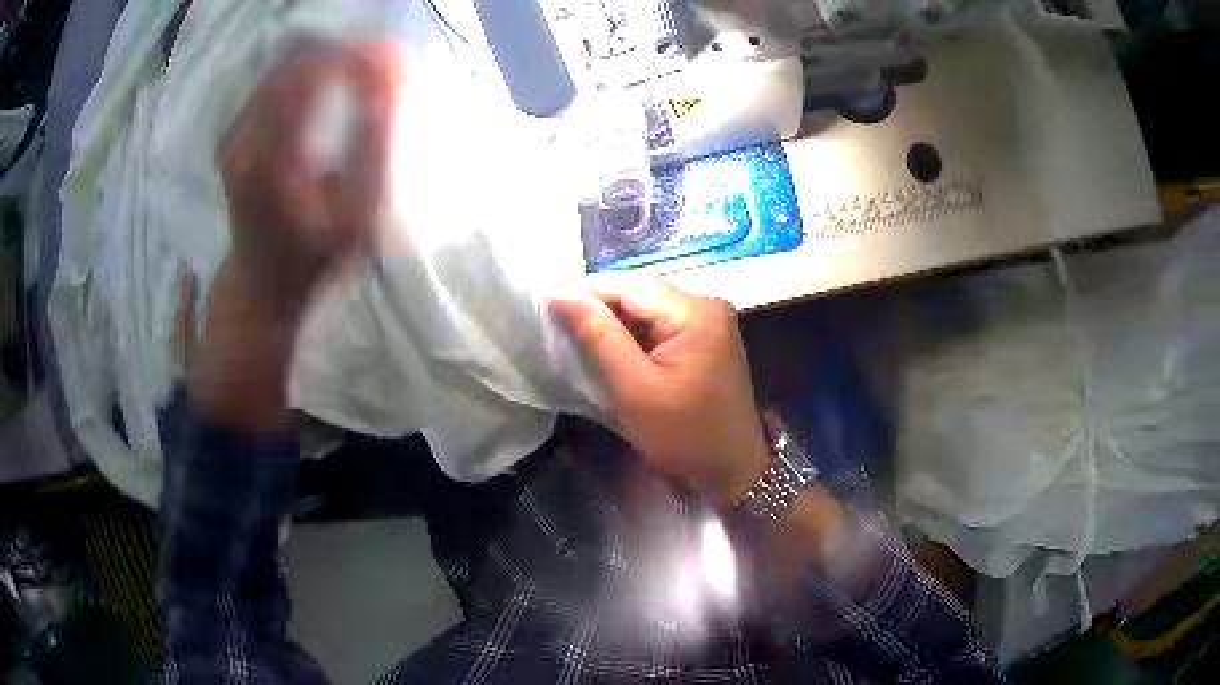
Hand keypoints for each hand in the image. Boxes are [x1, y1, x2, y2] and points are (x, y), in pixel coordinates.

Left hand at [191, 44, 394, 428]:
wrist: (260, 286)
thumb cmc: (314, 258)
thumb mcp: (357, 212)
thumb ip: (374, 137)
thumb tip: (392, 65)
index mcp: (272, 158)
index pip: (313, 71)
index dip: (354, 56)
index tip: (390, 59)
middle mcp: (243, 139)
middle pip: (295, 62)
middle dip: (341, 54)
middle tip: (378, 66)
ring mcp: (232, 136)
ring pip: (282, 68)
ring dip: (323, 62)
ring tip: (357, 76)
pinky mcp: (231, 136)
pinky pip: (271, 85)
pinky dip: (304, 76)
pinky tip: (325, 91)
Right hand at [551, 276, 769, 505]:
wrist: (731, 472)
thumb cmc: (683, 436)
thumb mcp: (633, 388)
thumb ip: (597, 335)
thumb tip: (559, 292)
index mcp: (695, 311)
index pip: (628, 284)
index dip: (586, 294)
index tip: (549, 314)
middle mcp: (707, 305)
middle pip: (640, 293)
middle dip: (601, 312)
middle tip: (562, 334)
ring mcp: (710, 323)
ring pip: (648, 310)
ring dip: (615, 327)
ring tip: (582, 346)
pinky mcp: (707, 340)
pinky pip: (662, 327)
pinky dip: (635, 339)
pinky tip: (615, 357)